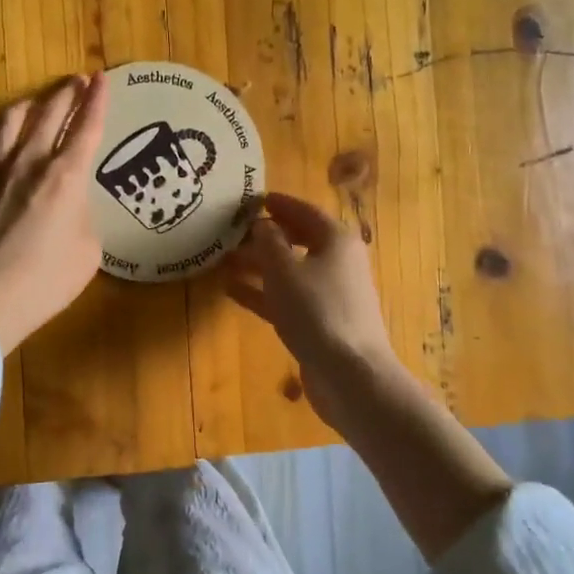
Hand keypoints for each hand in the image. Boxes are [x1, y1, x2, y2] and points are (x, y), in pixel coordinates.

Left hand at [0, 73, 109, 355]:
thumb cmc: (44, 282)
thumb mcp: (87, 252)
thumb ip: (83, 216)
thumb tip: (71, 206)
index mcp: (66, 177)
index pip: (86, 127)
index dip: (97, 100)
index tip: (102, 79)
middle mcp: (29, 161)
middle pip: (50, 113)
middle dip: (68, 92)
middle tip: (78, 80)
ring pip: (12, 119)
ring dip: (32, 104)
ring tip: (40, 101)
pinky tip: (0, 132)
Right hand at [223, 192, 404, 422]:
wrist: (350, 374)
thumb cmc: (317, 311)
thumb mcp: (284, 270)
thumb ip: (268, 241)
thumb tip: (261, 224)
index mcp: (336, 240)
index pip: (304, 211)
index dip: (279, 204)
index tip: (252, 199)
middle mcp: (336, 261)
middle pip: (297, 240)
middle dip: (264, 236)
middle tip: (231, 231)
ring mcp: (329, 293)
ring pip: (289, 270)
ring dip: (258, 265)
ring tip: (222, 260)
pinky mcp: (319, 321)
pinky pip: (286, 297)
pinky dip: (262, 292)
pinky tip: (230, 291)